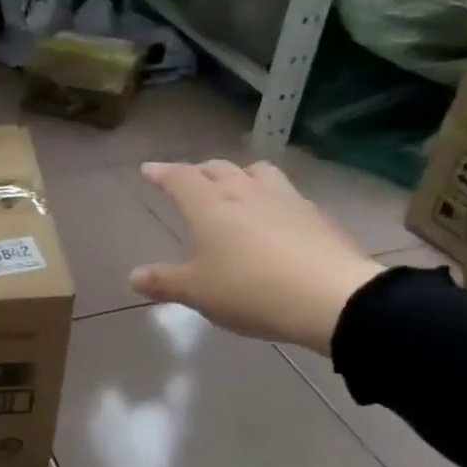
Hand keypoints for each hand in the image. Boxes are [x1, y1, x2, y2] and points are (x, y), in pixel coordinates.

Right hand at [128, 160, 383, 353]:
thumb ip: (165, 282)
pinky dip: (269, 196)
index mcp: (209, 206)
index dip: (161, 172)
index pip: (180, 178)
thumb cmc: (250, 291)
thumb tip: (134, 276)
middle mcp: (244, 192)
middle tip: (188, 180)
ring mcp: (285, 199)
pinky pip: (285, 193)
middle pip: (218, 168)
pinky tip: (272, 215)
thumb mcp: (197, 292)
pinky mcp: (315, 215)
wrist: (332, 298)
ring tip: (234, 187)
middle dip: (198, 171)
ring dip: (239, 175)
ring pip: (256, 172)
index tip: (148, 169)